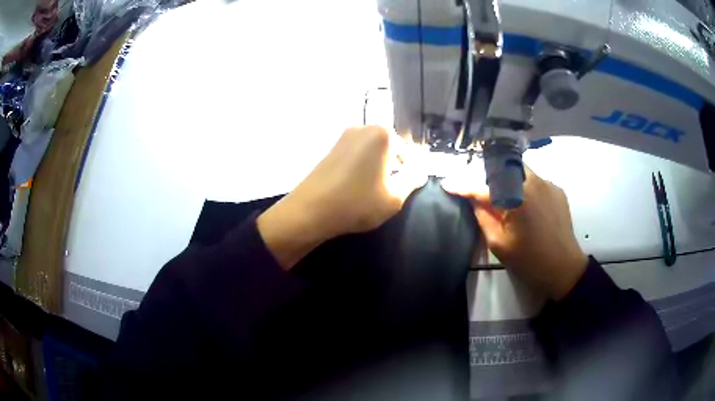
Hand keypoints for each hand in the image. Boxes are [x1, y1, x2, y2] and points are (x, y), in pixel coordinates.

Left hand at [258, 126, 425, 269]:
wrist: (310, 211)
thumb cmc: (357, 203)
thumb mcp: (394, 197)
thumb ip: (413, 179)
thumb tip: (421, 171)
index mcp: (382, 134)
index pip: (408, 151)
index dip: (409, 172)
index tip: (404, 189)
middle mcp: (362, 127)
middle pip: (390, 148)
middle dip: (393, 167)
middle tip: (389, 191)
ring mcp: (343, 136)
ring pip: (372, 151)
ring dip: (377, 167)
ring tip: (372, 191)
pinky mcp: (331, 148)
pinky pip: (356, 154)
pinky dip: (362, 167)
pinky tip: (356, 186)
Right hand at [443, 166, 586, 299]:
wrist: (564, 269)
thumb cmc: (529, 261)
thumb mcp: (499, 244)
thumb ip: (483, 217)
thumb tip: (472, 199)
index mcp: (516, 197)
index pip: (483, 187)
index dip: (463, 186)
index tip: (448, 183)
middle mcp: (533, 182)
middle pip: (504, 166)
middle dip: (489, 173)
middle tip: (483, 191)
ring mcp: (548, 183)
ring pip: (521, 170)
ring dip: (508, 179)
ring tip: (507, 200)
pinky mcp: (557, 189)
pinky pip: (535, 180)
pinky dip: (525, 187)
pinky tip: (528, 207)